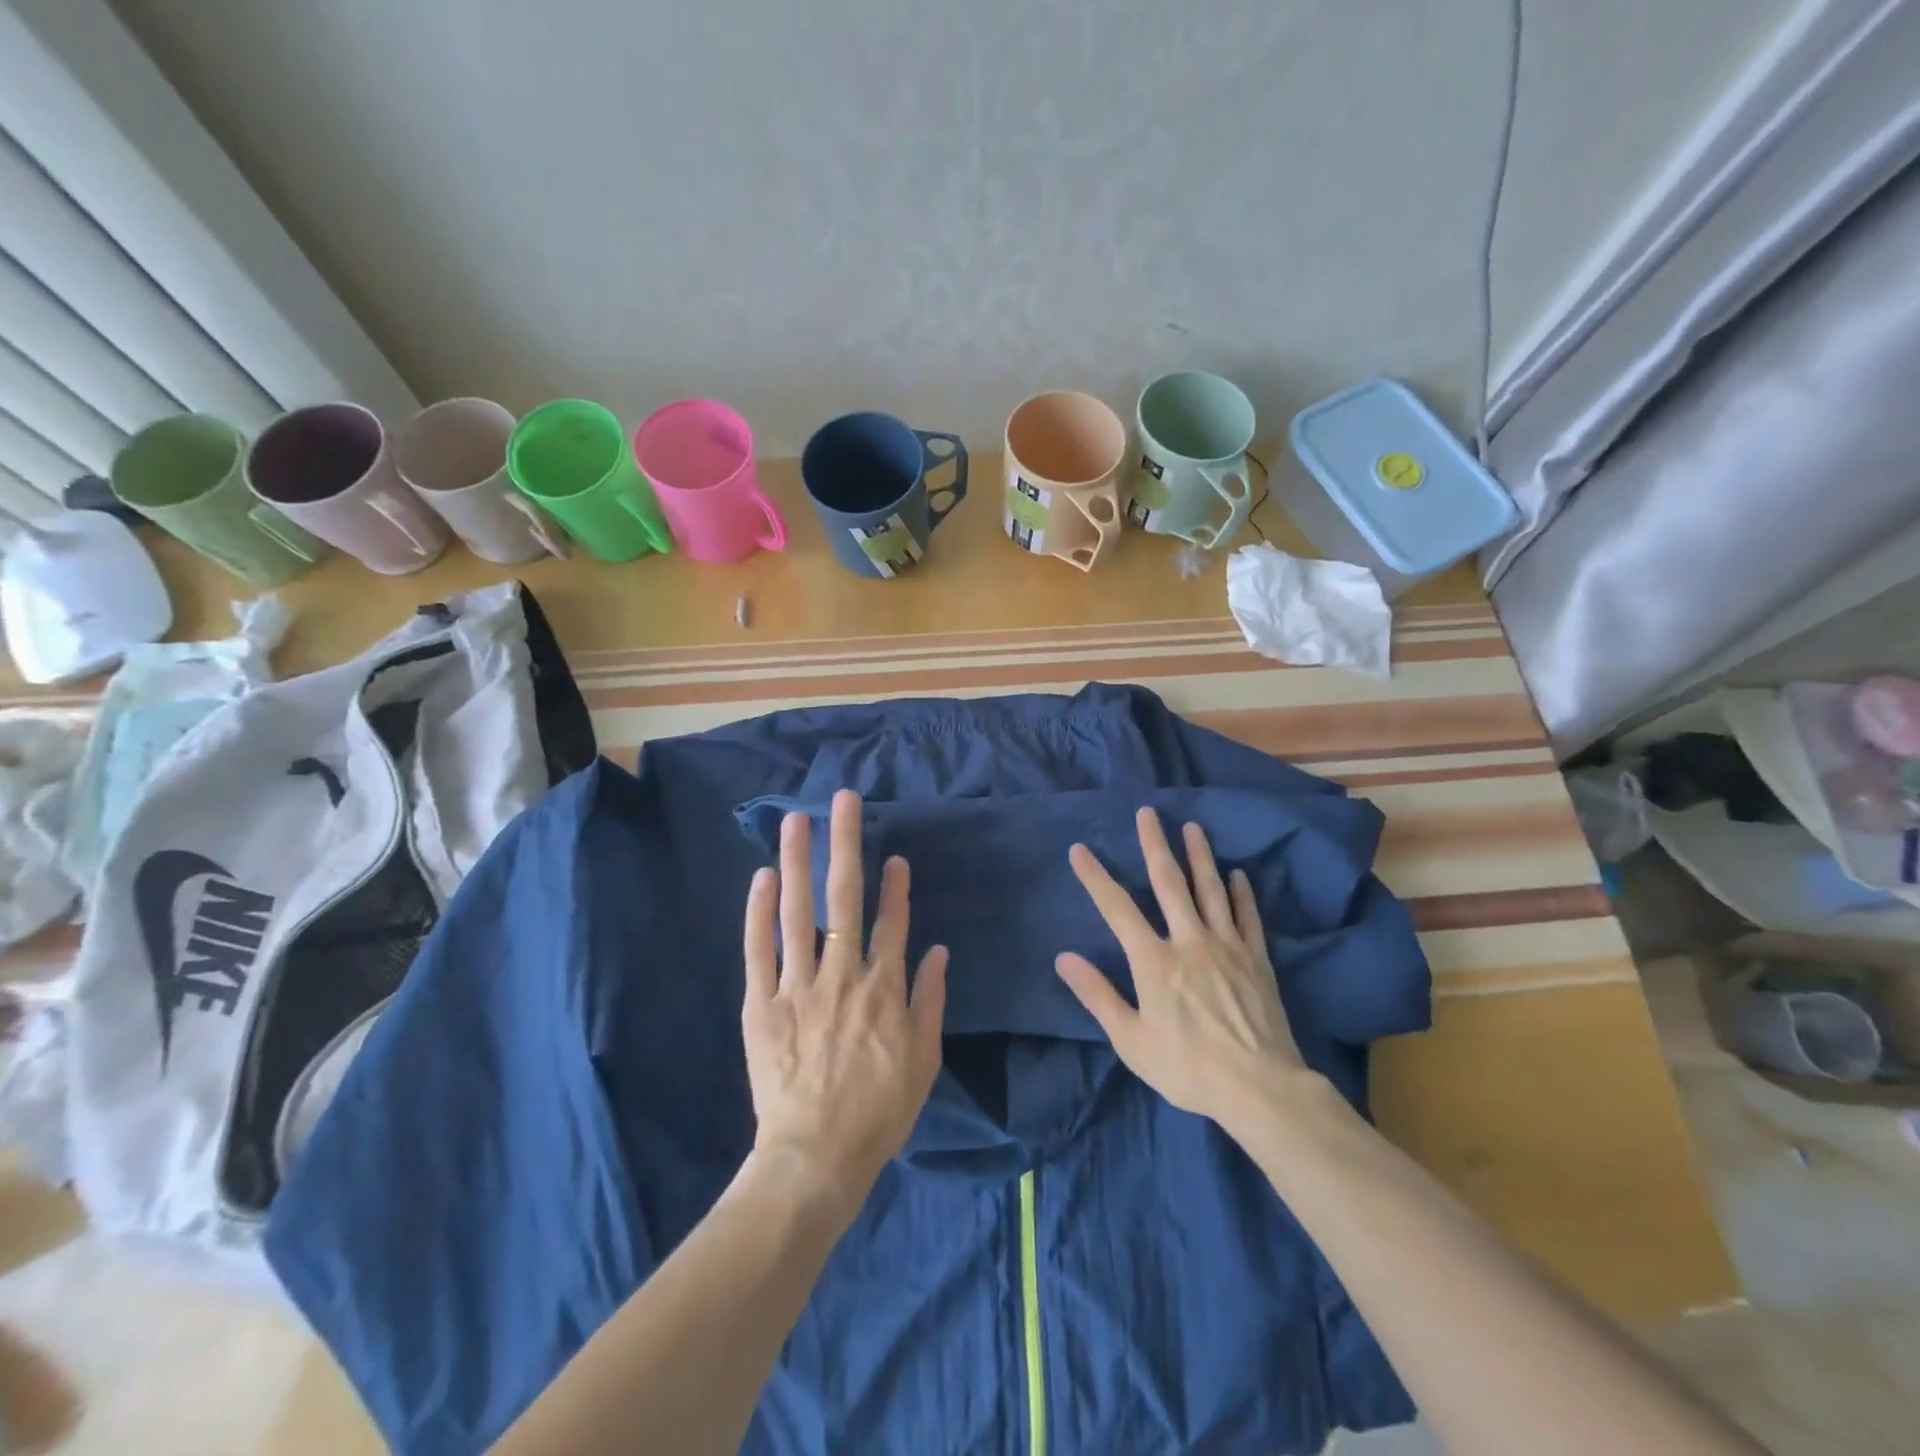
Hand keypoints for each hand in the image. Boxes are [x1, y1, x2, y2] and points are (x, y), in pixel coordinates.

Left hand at [741, 789, 947, 1222]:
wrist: (814, 1158)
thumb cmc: (877, 1113)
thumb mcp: (923, 1062)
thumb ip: (930, 1001)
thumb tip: (937, 951)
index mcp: (884, 990)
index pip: (892, 923)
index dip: (895, 886)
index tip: (894, 855)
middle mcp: (842, 976)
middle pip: (845, 898)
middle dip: (846, 844)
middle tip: (844, 801)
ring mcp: (798, 987)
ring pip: (798, 912)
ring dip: (799, 861)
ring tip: (796, 820)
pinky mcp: (761, 1005)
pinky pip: (758, 951)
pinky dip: (758, 913)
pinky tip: (761, 877)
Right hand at [1055, 809, 1311, 1140]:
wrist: (1260, 1088)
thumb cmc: (1188, 1067)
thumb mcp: (1131, 1040)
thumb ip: (1098, 995)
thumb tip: (1063, 958)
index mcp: (1154, 961)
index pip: (1117, 909)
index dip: (1095, 877)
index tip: (1080, 850)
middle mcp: (1189, 941)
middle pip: (1169, 883)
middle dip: (1155, 845)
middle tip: (1148, 813)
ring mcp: (1227, 946)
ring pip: (1211, 890)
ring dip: (1199, 856)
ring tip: (1192, 827)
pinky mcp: (1256, 959)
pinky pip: (1247, 917)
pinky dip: (1242, 893)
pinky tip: (1238, 874)